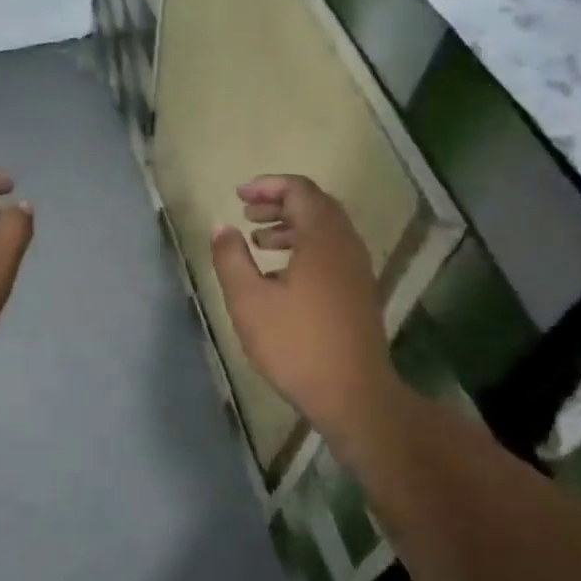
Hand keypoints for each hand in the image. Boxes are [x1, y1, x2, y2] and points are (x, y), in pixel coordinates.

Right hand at [210, 175, 400, 436]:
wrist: (354, 394)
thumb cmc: (296, 344)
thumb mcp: (249, 300)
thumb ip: (231, 257)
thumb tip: (221, 226)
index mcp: (322, 238)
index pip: (299, 190)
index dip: (267, 186)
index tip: (238, 196)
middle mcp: (346, 244)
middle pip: (315, 205)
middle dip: (279, 203)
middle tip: (247, 214)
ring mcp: (357, 269)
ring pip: (325, 230)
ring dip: (291, 226)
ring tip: (259, 242)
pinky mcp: (359, 291)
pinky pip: (332, 251)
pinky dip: (305, 247)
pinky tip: (281, 275)